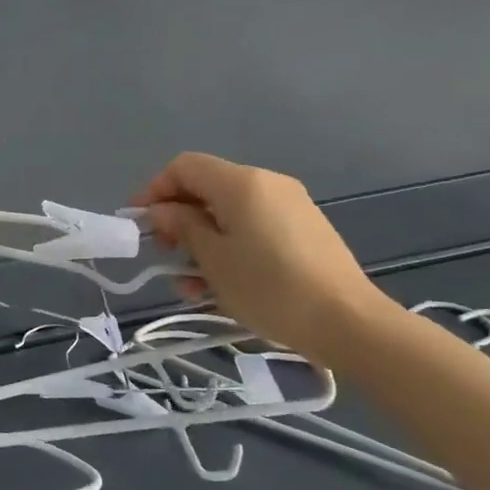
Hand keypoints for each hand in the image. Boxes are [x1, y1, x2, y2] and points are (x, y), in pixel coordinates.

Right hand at [134, 153, 391, 365]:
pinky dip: (229, 247)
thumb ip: (181, 227)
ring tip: (190, 284)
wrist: (349, 323)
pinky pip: (253, 228)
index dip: (155, 189)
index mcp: (242, 183)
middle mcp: (267, 184)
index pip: (184, 167)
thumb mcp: (212, 259)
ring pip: (228, 213)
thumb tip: (162, 211)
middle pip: (206, 188)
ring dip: (202, 241)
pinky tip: (221, 285)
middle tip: (165, 256)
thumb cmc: (269, 287)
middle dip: (178, 219)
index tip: (140, 223)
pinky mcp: (304, 231)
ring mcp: (290, 207)